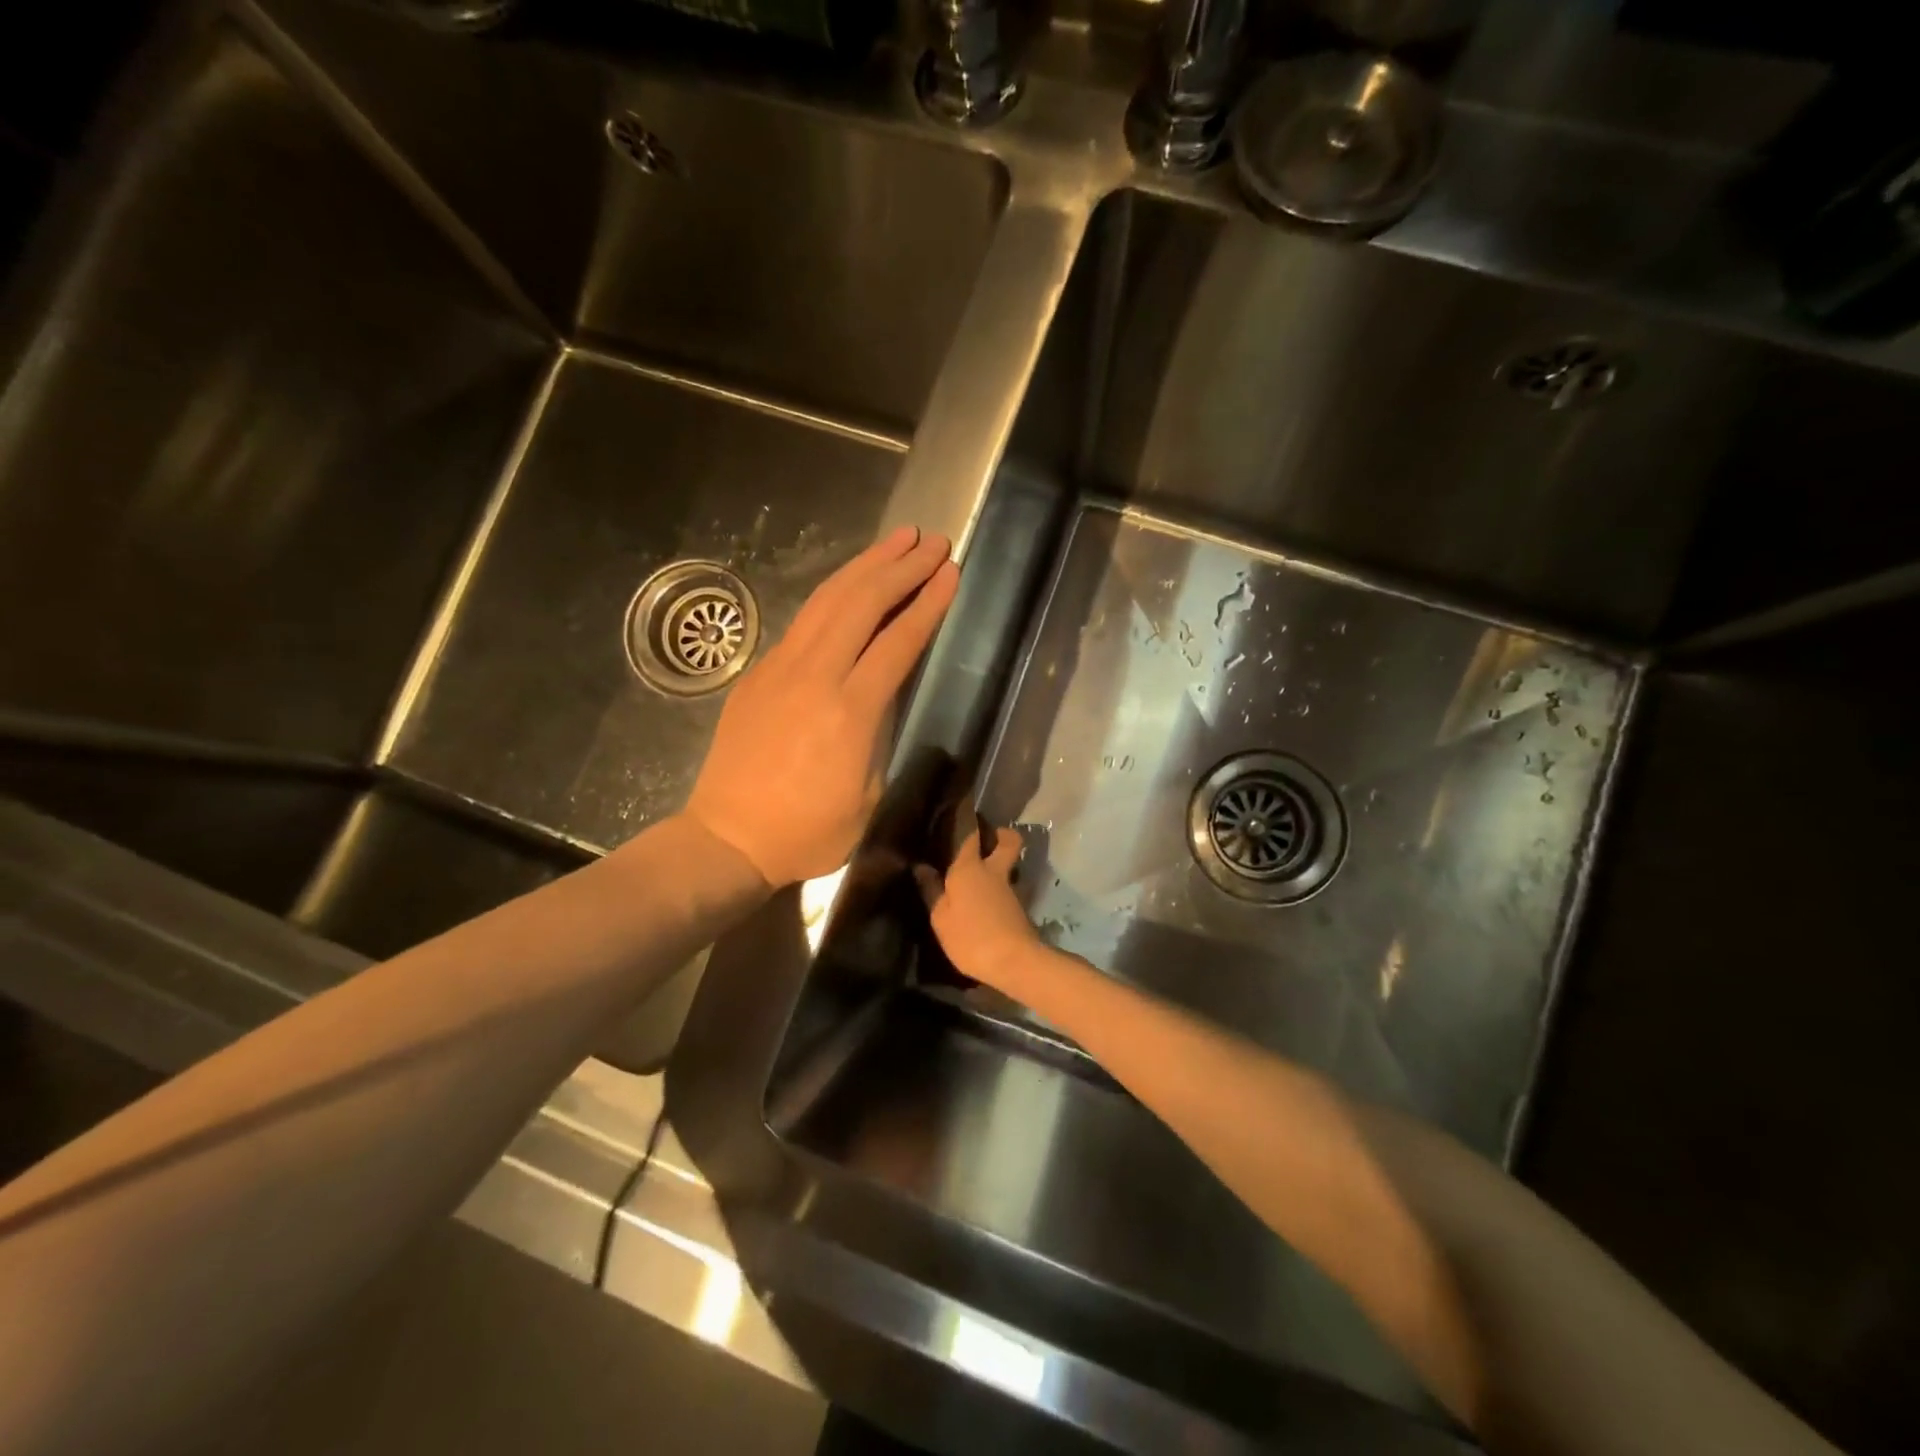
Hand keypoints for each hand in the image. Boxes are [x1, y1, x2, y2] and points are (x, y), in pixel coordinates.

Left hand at [686, 526, 958, 886]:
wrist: (728, 838)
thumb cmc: (808, 831)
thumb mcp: (868, 795)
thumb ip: (881, 733)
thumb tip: (886, 691)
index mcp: (850, 711)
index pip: (898, 641)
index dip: (928, 603)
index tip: (951, 572)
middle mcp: (814, 676)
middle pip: (863, 603)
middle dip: (903, 567)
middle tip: (934, 542)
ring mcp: (781, 668)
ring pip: (829, 599)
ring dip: (867, 564)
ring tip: (899, 540)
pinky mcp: (759, 672)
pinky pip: (805, 619)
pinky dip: (836, 591)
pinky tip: (852, 582)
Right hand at [914, 824, 1040, 987]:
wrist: (1014, 961)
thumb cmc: (970, 936)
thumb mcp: (941, 918)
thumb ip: (931, 890)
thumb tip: (921, 866)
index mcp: (969, 867)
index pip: (969, 832)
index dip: (966, 816)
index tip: (962, 805)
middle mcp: (993, 870)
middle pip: (1007, 840)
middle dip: (1000, 834)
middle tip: (984, 839)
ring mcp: (1010, 888)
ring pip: (1009, 863)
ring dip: (1000, 862)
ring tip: (980, 873)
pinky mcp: (1019, 906)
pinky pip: (1008, 885)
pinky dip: (999, 886)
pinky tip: (986, 899)